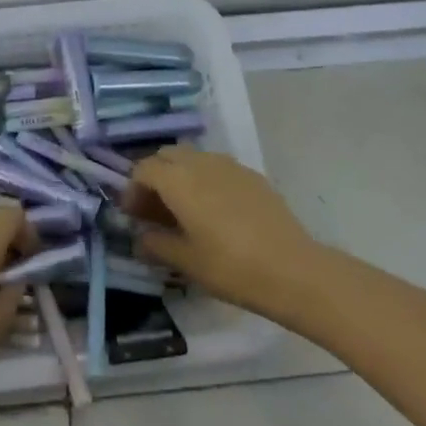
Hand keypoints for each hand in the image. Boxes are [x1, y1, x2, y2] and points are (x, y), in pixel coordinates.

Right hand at [125, 147, 322, 320]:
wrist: (293, 269)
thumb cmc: (231, 266)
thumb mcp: (186, 262)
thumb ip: (156, 245)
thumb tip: (140, 239)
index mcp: (179, 180)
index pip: (143, 169)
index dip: (133, 190)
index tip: (133, 217)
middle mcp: (202, 162)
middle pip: (167, 156)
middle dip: (155, 177)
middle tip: (154, 211)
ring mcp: (230, 165)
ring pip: (193, 158)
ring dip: (180, 176)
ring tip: (184, 211)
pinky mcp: (252, 175)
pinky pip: (217, 167)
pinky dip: (204, 180)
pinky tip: (215, 212)